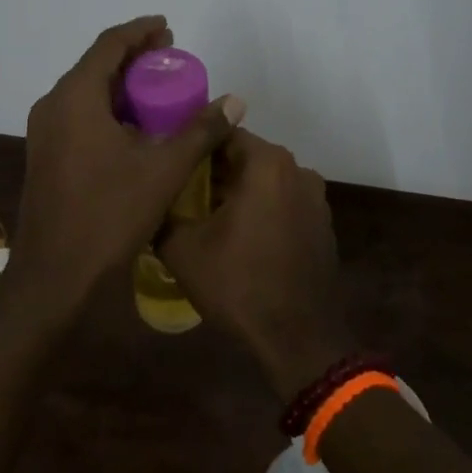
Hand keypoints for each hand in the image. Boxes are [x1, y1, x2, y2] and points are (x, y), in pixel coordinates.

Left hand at [8, 16, 239, 312]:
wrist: (55, 274)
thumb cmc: (109, 214)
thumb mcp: (163, 170)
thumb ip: (200, 130)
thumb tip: (235, 101)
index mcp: (75, 97)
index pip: (109, 45)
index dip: (140, 31)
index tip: (168, 28)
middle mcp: (53, 105)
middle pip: (96, 66)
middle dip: (134, 58)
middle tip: (171, 57)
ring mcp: (45, 132)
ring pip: (86, 92)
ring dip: (121, 85)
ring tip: (159, 89)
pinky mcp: (46, 155)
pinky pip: (79, 116)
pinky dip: (108, 110)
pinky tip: (135, 127)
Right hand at [161, 128, 358, 400]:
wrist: (297, 339)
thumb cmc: (238, 285)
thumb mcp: (182, 248)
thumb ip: (162, 211)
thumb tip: (149, 198)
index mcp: (266, 163)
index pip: (222, 132)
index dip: (193, 146)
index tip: (171, 164)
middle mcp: (297, 169)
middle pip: (245, 156)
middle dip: (213, 171)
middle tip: (181, 192)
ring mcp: (315, 198)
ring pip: (264, 181)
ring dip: (238, 191)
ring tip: (205, 216)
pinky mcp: (322, 224)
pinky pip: (282, 202)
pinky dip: (261, 210)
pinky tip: (238, 237)